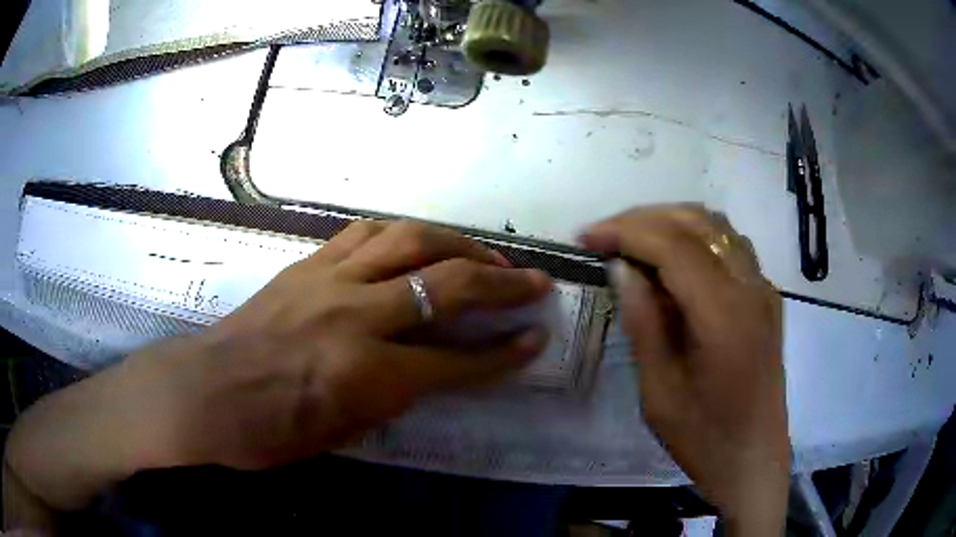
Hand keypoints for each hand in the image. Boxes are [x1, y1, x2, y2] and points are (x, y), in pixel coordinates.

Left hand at [4, 220, 552, 525]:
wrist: (203, 392)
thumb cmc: (267, 432)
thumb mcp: (340, 433)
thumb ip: (391, 396)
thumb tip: (429, 371)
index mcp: (363, 373)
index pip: (455, 361)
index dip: (503, 354)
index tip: (536, 339)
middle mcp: (353, 315)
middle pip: (445, 284)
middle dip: (501, 282)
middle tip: (535, 279)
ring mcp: (327, 279)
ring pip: (409, 239)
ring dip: (458, 244)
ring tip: (486, 254)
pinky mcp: (306, 262)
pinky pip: (365, 232)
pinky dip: (403, 232)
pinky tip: (418, 241)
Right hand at [581, 205, 789, 534]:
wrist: (754, 461)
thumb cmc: (705, 438)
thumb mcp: (660, 392)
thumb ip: (644, 323)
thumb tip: (622, 268)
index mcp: (725, 315)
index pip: (674, 244)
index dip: (625, 231)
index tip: (585, 237)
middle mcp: (751, 287)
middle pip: (697, 222)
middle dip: (643, 219)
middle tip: (603, 237)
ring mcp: (763, 289)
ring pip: (716, 226)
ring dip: (670, 222)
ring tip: (632, 242)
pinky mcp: (765, 297)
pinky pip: (729, 246)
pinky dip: (695, 238)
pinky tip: (672, 262)